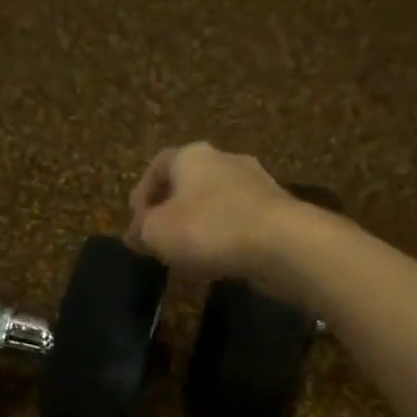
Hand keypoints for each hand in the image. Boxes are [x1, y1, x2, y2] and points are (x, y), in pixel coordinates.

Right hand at [126, 143, 300, 284]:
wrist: (281, 243)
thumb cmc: (207, 229)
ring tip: (187, 255)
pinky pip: (238, 221)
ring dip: (198, 225)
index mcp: (191, 155)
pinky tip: (217, 261)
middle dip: (171, 210)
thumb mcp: (156, 232)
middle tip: (160, 239)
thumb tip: (136, 233)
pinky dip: (223, 237)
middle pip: (188, 182)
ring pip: (215, 202)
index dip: (142, 194)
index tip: (136, 223)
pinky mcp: (276, 210)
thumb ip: (140, 230)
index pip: (158, 165)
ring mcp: (255, 183)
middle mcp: (224, 159)